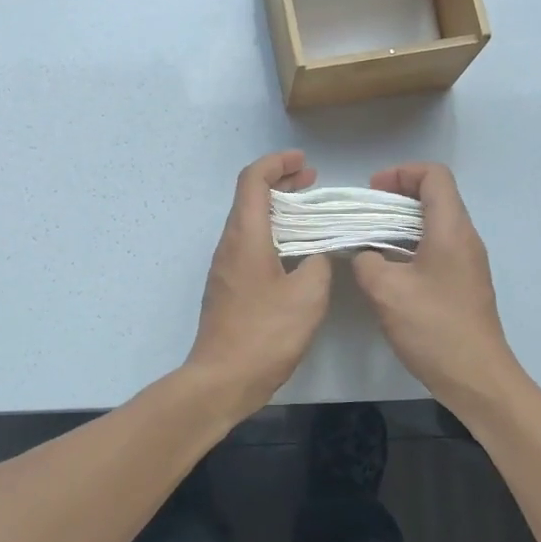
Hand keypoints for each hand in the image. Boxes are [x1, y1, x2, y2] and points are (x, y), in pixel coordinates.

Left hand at [186, 151, 331, 417]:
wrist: (222, 379)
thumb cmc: (265, 334)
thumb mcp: (308, 296)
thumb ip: (319, 265)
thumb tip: (316, 258)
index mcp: (246, 236)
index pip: (253, 180)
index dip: (277, 163)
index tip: (304, 162)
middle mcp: (229, 244)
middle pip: (250, 197)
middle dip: (280, 182)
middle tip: (311, 181)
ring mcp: (224, 267)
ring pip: (249, 222)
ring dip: (278, 210)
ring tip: (309, 214)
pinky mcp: (227, 287)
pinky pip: (249, 245)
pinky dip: (272, 234)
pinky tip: (295, 252)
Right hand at [352, 162, 522, 405]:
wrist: (476, 377)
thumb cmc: (433, 327)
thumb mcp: (385, 290)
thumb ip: (366, 260)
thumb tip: (364, 253)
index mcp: (451, 229)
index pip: (434, 176)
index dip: (401, 173)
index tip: (372, 192)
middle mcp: (465, 238)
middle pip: (434, 197)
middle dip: (395, 198)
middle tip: (363, 216)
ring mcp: (467, 262)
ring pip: (434, 225)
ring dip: (400, 225)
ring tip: (369, 242)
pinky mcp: (463, 284)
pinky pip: (437, 249)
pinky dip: (410, 247)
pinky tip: (387, 271)